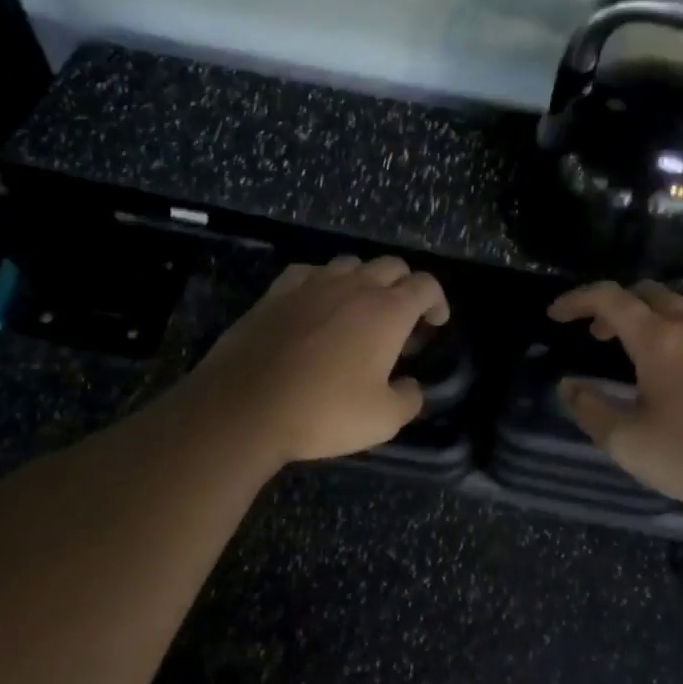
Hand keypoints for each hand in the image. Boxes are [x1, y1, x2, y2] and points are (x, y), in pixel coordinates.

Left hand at [188, 255, 449, 466]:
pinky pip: (310, 273)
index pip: (425, 285)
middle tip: (402, 319)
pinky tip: (317, 305)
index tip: (435, 323)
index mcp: (387, 311)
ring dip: (364, 281)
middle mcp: (353, 287)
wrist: (245, 407)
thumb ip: (409, 398)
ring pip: (350, 264)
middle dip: (405, 286)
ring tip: (360, 311)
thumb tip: (410, 386)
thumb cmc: (323, 412)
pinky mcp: (276, 293)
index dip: (437, 301)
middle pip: (391, 266)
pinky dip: (323, 283)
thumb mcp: (384, 420)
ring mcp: (311, 284)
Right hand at [547, 281, 682, 519]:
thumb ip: (591, 409)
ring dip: (650, 319)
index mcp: (659, 340)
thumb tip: (569, 385)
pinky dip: (682, 335)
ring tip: (636, 353)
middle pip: (649, 293)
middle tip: (597, 335)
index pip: (610, 298)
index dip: (577, 300)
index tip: (556, 316)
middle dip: (616, 306)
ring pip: (682, 309)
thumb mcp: (629, 443)